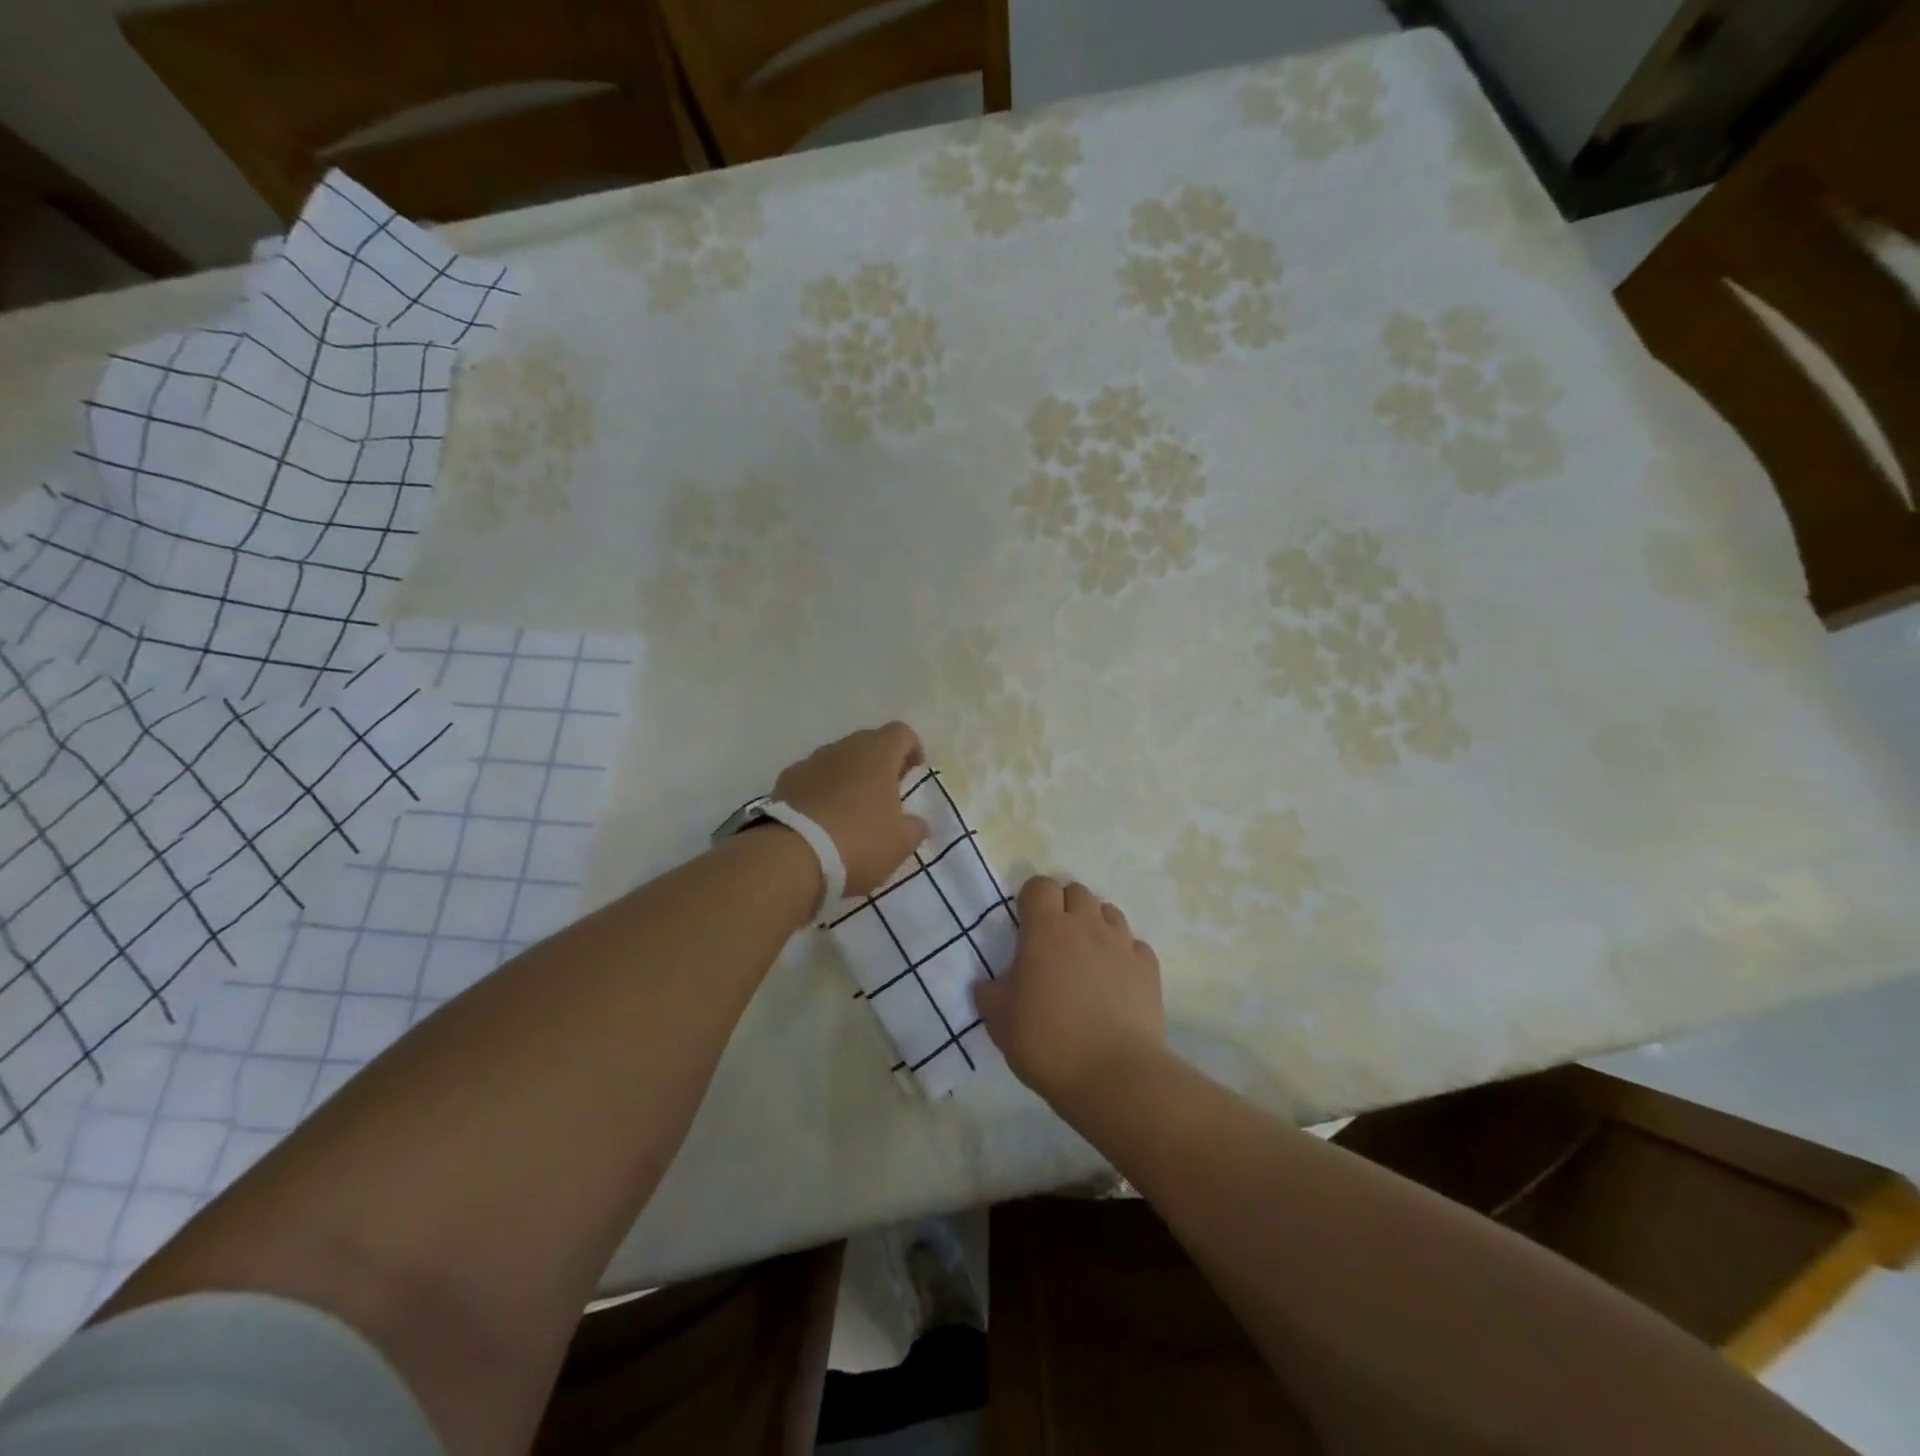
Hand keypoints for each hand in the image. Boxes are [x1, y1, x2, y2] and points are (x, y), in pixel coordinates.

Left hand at [774, 722, 929, 897]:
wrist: (791, 857)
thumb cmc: (859, 841)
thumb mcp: (901, 843)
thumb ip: (915, 827)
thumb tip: (918, 822)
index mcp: (878, 753)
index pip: (902, 733)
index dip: (912, 750)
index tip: (914, 775)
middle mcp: (844, 747)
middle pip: (869, 744)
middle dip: (880, 765)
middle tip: (887, 796)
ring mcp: (810, 761)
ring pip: (838, 761)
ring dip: (849, 778)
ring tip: (853, 811)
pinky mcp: (785, 781)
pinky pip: (813, 779)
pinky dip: (822, 792)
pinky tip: (822, 821)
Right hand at [974, 877, 1164, 1106]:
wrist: (1113, 1076)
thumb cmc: (1046, 1041)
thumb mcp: (999, 1020)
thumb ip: (990, 992)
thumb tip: (987, 984)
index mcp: (1046, 929)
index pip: (1040, 885)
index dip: (1031, 899)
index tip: (1025, 923)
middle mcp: (1087, 925)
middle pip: (1077, 891)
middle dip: (1064, 906)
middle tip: (1054, 939)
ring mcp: (1122, 944)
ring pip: (1109, 912)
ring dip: (1095, 924)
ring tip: (1086, 956)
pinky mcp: (1148, 968)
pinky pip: (1134, 945)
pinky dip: (1123, 953)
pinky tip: (1116, 979)